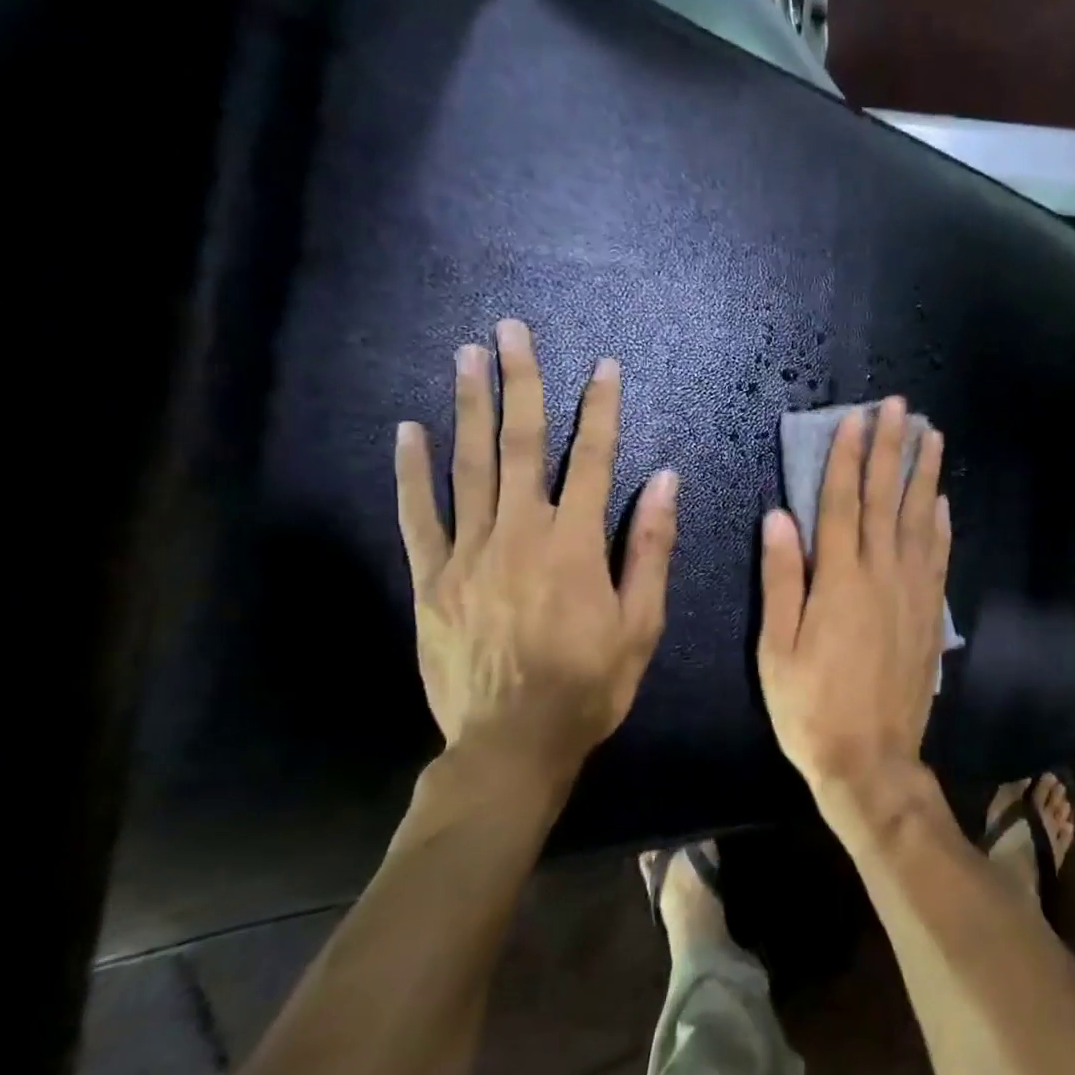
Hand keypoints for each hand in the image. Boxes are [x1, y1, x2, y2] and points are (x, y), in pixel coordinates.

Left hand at [395, 319, 677, 807]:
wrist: (512, 744)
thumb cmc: (590, 683)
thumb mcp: (642, 622)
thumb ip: (650, 547)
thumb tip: (664, 480)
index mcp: (576, 543)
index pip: (594, 459)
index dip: (600, 409)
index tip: (603, 366)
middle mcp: (520, 533)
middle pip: (521, 445)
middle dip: (521, 383)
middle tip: (510, 331)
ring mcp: (468, 553)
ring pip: (469, 466)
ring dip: (469, 407)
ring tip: (466, 356)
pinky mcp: (431, 579)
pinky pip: (418, 515)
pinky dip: (413, 471)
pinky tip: (409, 430)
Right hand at [756, 397, 950, 802]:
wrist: (871, 759)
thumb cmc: (811, 707)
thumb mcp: (778, 648)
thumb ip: (781, 580)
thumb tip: (779, 517)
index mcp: (839, 580)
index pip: (843, 503)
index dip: (848, 458)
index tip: (856, 418)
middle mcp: (882, 575)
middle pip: (887, 499)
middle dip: (892, 449)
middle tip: (901, 407)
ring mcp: (913, 593)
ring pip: (920, 520)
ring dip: (925, 475)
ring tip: (932, 436)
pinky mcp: (930, 614)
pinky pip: (938, 558)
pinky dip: (940, 525)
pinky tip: (941, 502)